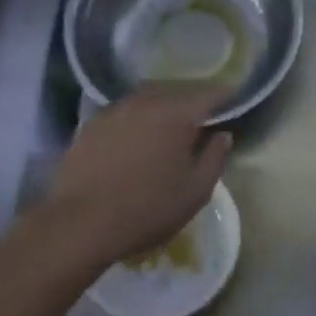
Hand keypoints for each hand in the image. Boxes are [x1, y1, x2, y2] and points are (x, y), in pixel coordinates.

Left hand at [43, 86, 232, 265]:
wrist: (81, 223)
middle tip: (200, 117)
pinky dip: (135, 121)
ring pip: (145, 100)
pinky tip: (134, 140)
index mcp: (177, 115)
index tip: (233, 100)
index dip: (224, 97)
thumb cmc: (149, 209)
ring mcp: (113, 112)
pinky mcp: (90, 126)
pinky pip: (122, 114)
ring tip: (167, 127)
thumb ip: (215, 158)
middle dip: (190, 101)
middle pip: (175, 92)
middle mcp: (145, 103)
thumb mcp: (196, 191)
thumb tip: (223, 135)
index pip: (209, 95)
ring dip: (160, 108)